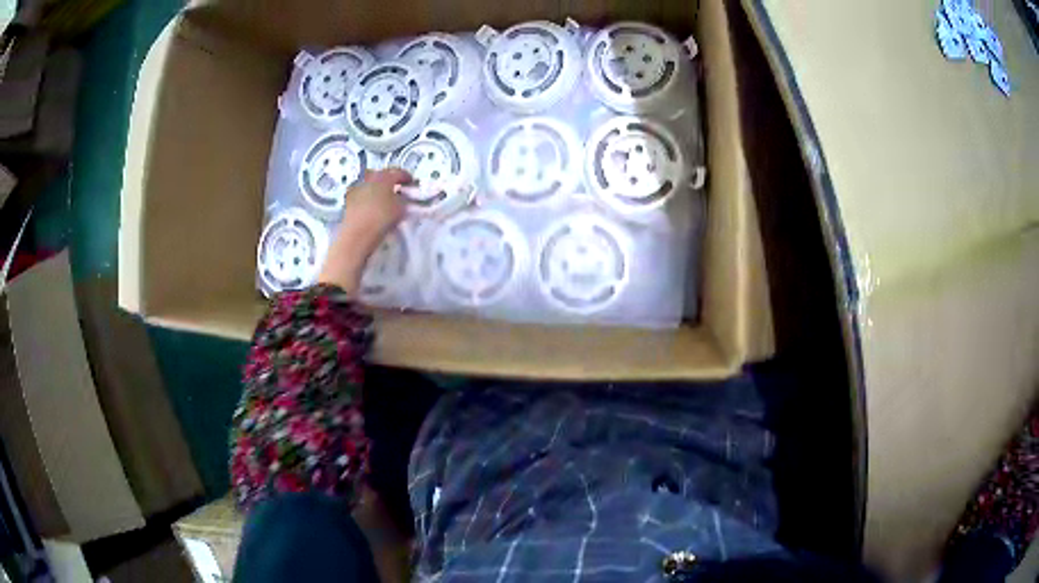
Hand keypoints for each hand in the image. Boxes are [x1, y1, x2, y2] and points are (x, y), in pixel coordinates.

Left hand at [318, 168, 410, 293]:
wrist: (356, 235)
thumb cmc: (381, 218)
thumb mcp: (400, 208)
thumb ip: (403, 199)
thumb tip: (402, 196)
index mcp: (383, 177)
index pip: (397, 172)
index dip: (406, 177)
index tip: (411, 182)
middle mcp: (368, 179)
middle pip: (380, 175)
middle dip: (388, 179)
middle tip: (397, 188)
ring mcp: (356, 189)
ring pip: (369, 184)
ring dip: (377, 188)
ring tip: (384, 198)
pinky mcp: (348, 202)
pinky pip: (362, 195)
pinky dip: (368, 197)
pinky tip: (372, 207)